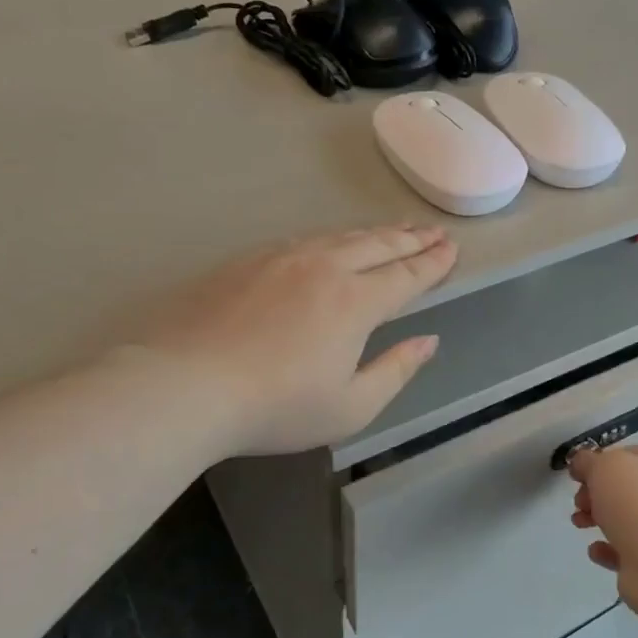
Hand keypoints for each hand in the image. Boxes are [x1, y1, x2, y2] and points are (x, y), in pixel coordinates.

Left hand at [131, 225, 457, 455]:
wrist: (187, 385)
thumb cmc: (277, 407)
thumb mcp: (351, 407)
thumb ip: (396, 370)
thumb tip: (428, 341)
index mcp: (356, 302)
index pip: (406, 275)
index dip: (432, 263)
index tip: (451, 249)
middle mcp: (325, 268)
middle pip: (377, 245)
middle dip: (410, 239)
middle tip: (432, 232)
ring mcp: (282, 258)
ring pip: (340, 236)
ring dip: (374, 233)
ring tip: (394, 230)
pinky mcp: (247, 260)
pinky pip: (305, 239)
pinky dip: (333, 237)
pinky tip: (332, 242)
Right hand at [568, 444, 637, 619]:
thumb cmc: (634, 503)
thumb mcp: (603, 467)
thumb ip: (587, 461)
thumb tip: (580, 464)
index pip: (627, 455)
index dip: (600, 461)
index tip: (577, 473)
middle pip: (621, 488)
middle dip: (593, 493)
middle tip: (579, 501)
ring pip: (619, 519)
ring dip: (594, 518)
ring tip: (579, 523)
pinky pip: (620, 550)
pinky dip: (604, 549)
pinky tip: (596, 549)